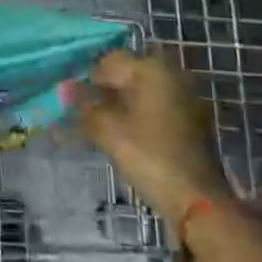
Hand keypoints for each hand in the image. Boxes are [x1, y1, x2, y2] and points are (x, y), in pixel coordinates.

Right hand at [65, 48, 228, 217]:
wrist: (197, 199)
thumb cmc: (149, 155)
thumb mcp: (107, 129)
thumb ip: (83, 105)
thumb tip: (64, 88)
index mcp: (151, 68)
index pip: (108, 62)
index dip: (87, 81)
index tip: (74, 104)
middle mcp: (172, 73)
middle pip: (127, 74)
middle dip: (104, 91)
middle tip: (86, 115)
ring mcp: (186, 96)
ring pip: (142, 91)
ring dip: (121, 104)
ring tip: (103, 127)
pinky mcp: (192, 119)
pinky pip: (156, 106)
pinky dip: (139, 115)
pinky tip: (126, 134)